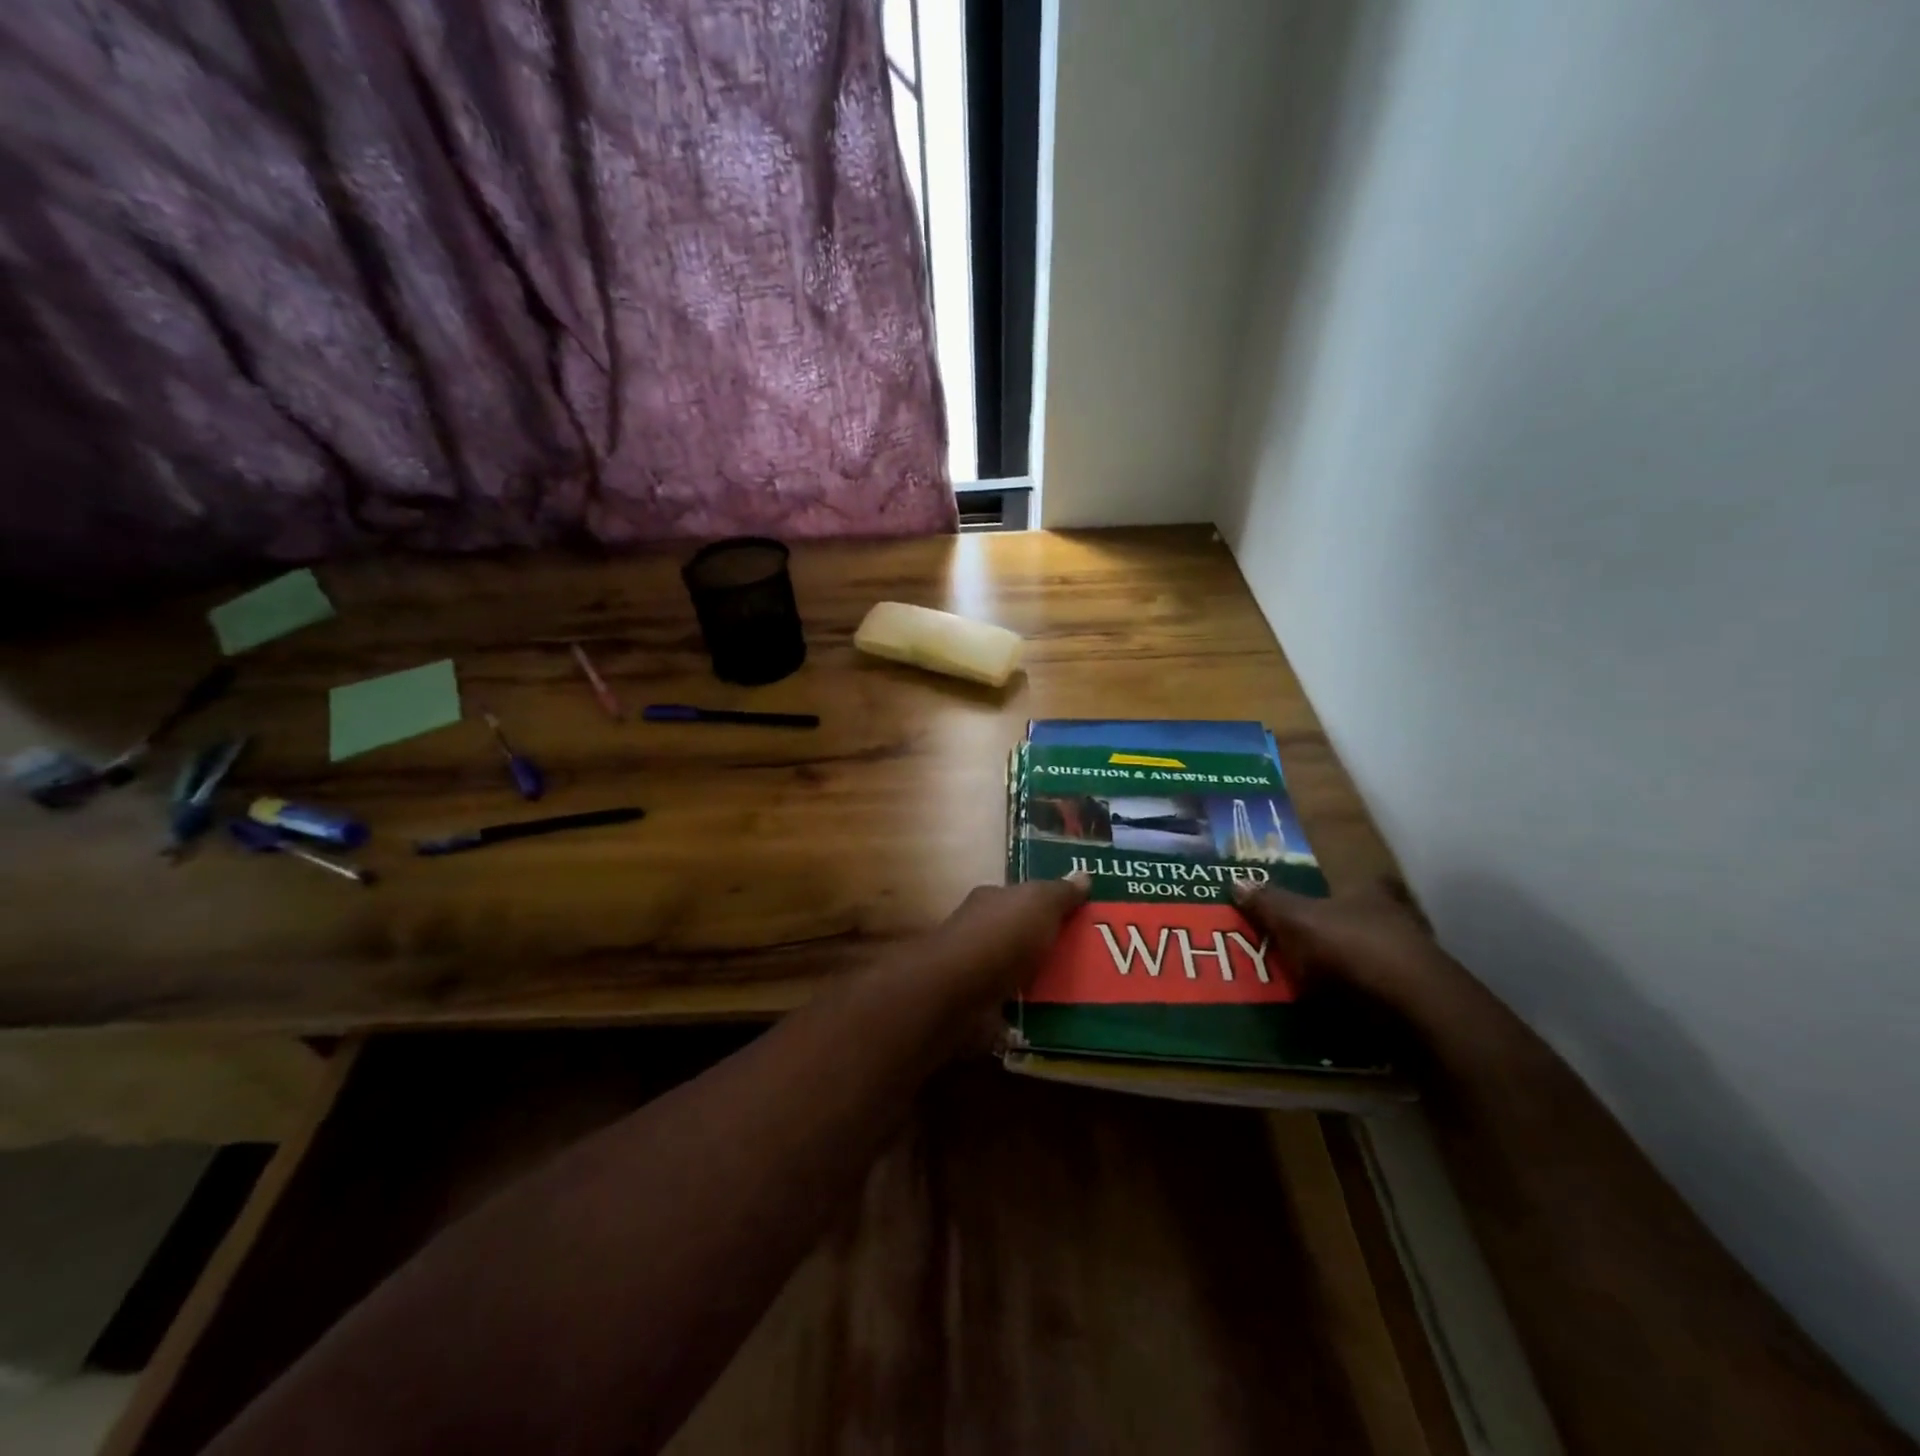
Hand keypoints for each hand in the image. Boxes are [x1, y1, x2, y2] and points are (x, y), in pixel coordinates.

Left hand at [919, 872, 1090, 1014]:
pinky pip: (1018, 1011)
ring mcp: (980, 974)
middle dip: (1053, 948)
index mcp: (991, 903)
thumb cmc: (999, 938)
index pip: (1022, 899)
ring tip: (1089, 995)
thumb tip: (1083, 874)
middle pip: (1024, 938)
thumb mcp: (1038, 903)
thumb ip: (1060, 892)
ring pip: (1022, 976)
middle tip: (1096, 961)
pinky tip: (1063, 1021)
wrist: (958, 994)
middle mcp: (982, 934)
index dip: (1050, 906)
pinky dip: (1036, 1016)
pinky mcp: (982, 1010)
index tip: (1083, 919)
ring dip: (1047, 985)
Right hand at [1230, 875, 1449, 1012]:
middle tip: (1309, 943)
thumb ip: (1268, 903)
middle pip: (1369, 920)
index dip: (1345, 890)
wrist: (1413, 1009)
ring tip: (1316, 982)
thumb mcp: (1296, 920)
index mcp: (1372, 894)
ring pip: (1376, 958)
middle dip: (1343, 931)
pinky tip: (1338, 1010)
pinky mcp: (1419, 1001)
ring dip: (1353, 968)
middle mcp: (1399, 921)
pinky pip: (1381, 994)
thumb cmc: (1352, 947)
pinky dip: (1363, 1000)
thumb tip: (1237, 881)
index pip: (1366, 882)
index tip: (1325, 899)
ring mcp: (1414, 963)